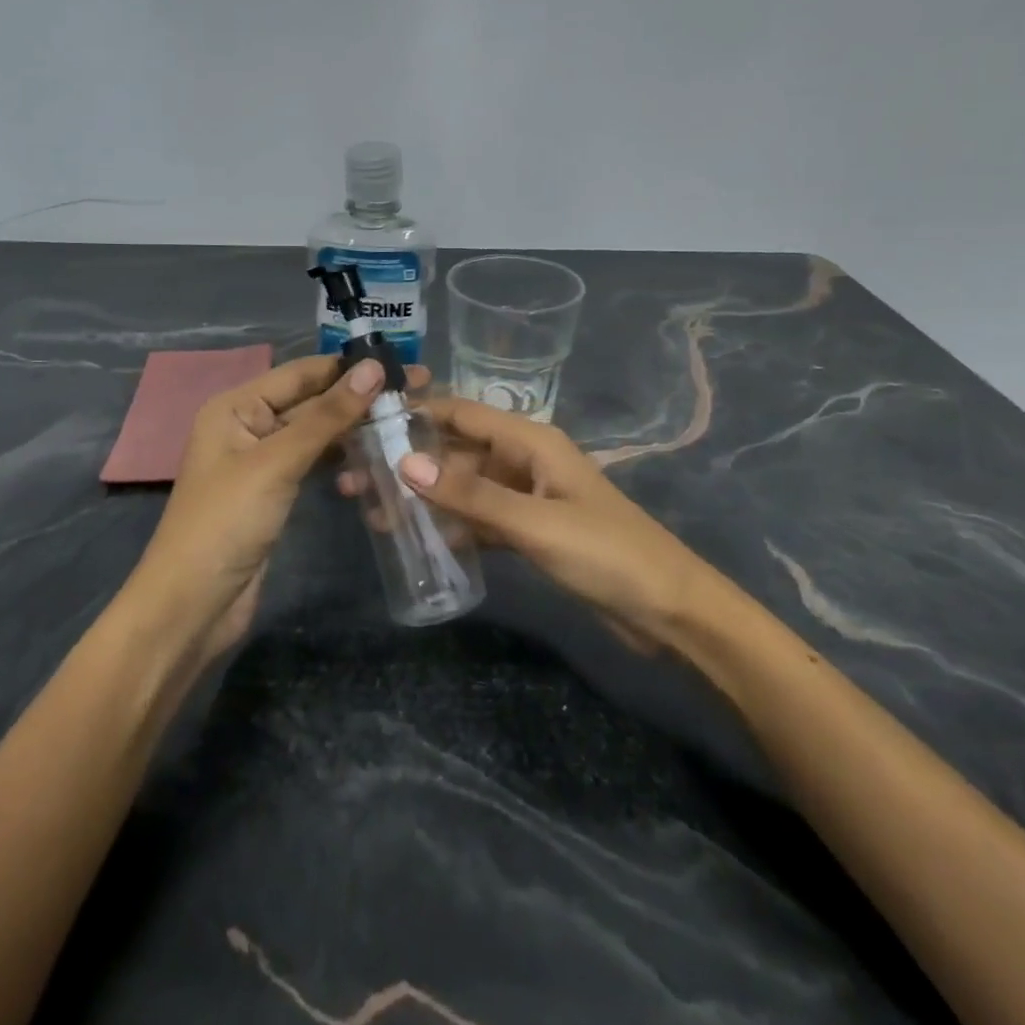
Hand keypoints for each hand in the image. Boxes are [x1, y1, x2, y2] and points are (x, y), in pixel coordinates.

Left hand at [121, 355, 386, 664]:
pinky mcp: (274, 492)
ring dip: (352, 430)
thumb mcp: (277, 462)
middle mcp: (247, 425)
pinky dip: (340, 460)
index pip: (301, 373)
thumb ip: (326, 416)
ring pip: (314, 434)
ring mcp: (261, 461)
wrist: (193, 605)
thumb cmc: (227, 522)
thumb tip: (373, 368)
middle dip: (357, 398)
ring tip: (405, 423)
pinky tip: (374, 460)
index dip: (349, 368)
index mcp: (236, 406)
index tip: (403, 366)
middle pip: (310, 402)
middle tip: (418, 395)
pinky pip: (312, 463)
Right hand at [390, 397, 713, 647]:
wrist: (669, 611)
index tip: (365, 421)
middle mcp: (524, 460)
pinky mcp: (530, 532)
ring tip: (374, 514)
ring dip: (425, 498)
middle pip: (457, 453)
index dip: (416, 413)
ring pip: (465, 488)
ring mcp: (527, 497)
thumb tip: (405, 463)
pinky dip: (451, 526)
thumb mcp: (535, 522)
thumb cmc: (606, 554)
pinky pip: (480, 519)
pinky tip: (417, 540)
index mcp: (531, 441)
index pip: (463, 414)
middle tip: (355, 481)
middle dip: (410, 465)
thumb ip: (471, 494)